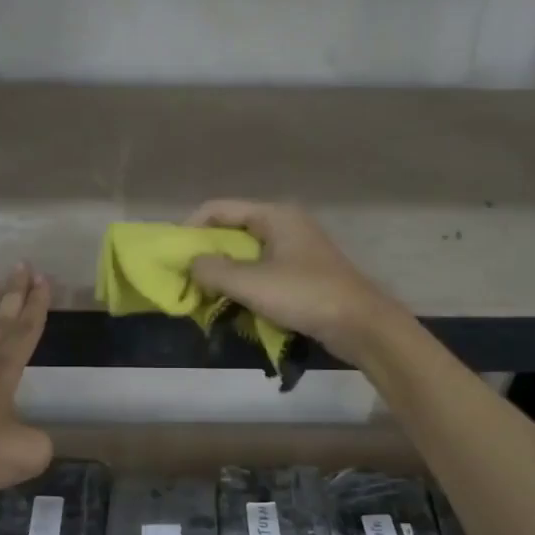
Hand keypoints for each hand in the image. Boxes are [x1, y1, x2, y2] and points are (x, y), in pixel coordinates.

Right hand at [186, 200, 400, 361]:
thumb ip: (213, 271)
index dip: (190, 228)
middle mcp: (285, 225)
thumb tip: (190, 264)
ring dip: (224, 274)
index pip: (218, 209)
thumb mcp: (252, 283)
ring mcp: (296, 250)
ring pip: (247, 255)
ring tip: (205, 297)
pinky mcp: (303, 274)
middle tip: (186, 280)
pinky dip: (245, 286)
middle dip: (206, 255)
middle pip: (232, 231)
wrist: (361, 325)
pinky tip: (235, 306)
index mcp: (274, 215)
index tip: (173, 256)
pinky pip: (262, 273)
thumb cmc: (305, 295)